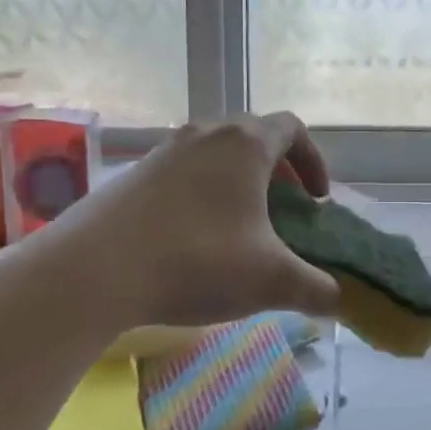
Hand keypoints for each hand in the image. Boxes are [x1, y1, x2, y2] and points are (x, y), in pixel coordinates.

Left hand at [27, 113, 339, 330]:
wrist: (93, 271)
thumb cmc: (197, 261)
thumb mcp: (271, 281)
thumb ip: (316, 290)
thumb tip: (338, 301)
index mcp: (245, 144)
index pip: (292, 128)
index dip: (314, 160)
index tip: (317, 200)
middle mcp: (204, 135)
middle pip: (253, 138)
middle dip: (278, 173)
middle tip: (284, 214)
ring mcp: (163, 152)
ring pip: (214, 156)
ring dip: (237, 184)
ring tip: (239, 229)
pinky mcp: (131, 176)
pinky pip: (181, 175)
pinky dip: (201, 196)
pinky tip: (192, 241)